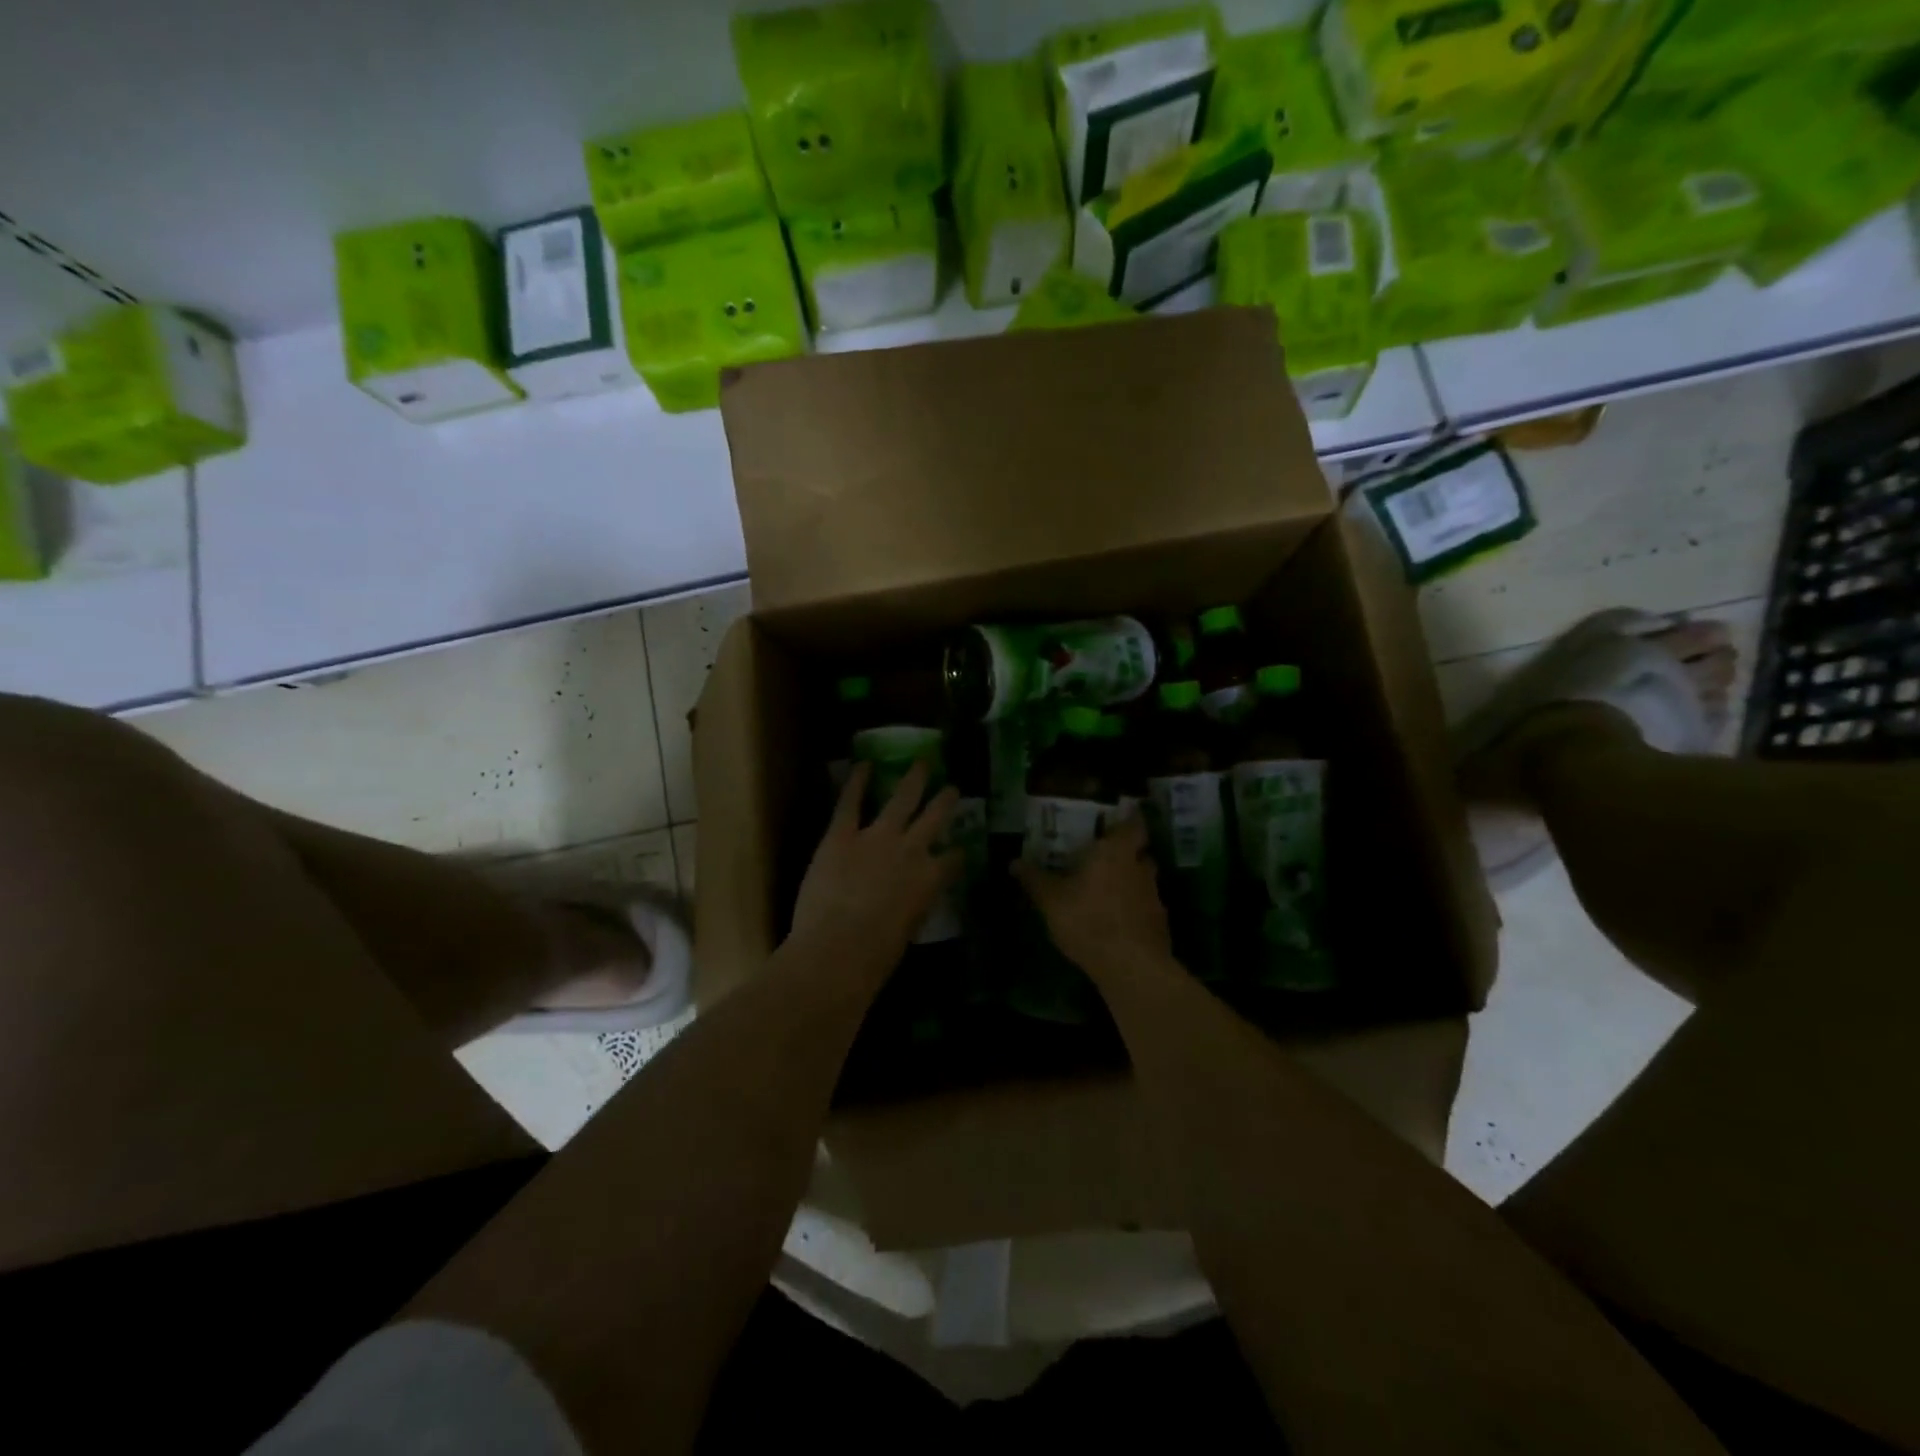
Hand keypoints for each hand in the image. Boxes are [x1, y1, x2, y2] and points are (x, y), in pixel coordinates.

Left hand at [789, 759, 961, 968]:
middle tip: (953, 788)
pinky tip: (863, 765)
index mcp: (930, 879)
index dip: (958, 854)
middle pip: (934, 818)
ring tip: (923, 763)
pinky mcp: (841, 835)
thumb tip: (909, 903)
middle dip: (945, 802)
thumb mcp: (908, 931)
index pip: (953, 860)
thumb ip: (912, 908)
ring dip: (914, 780)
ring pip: (901, 800)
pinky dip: (856, 782)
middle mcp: (911, 850)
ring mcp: (876, 837)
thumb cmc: (877, 955)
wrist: (838, 948)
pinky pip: (850, 803)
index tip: (961, 849)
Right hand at [1011, 815, 1171, 972]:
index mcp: (1116, 852)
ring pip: (1143, 880)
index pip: (1134, 825)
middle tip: (1105, 855)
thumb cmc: (1088, 920)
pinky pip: (1145, 907)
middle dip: (1125, 852)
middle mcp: (1140, 868)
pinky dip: (1133, 909)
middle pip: (1139, 852)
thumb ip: (1034, 879)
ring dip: (1129, 881)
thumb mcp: (1051, 900)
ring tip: (1106, 890)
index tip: (1120, 818)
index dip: (1130, 819)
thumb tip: (1014, 862)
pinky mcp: (1159, 924)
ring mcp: (1154, 897)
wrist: (1131, 967)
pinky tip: (1116, 921)